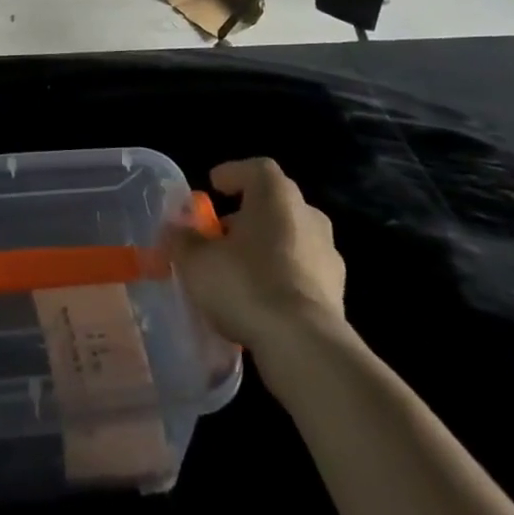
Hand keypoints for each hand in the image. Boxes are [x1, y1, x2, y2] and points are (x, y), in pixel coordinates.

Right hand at [168, 158, 347, 352]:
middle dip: (246, 215)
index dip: (233, 174)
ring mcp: (327, 255)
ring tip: (237, 271)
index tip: (213, 186)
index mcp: (276, 195)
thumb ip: (183, 240)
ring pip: (291, 239)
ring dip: (265, 248)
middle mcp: (308, 216)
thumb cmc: (246, 284)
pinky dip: (281, 277)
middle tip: (220, 234)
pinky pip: (302, 273)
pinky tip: (260, 301)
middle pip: (275, 204)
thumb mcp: (196, 261)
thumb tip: (176, 230)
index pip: (257, 169)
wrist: (305, 345)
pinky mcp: (337, 293)